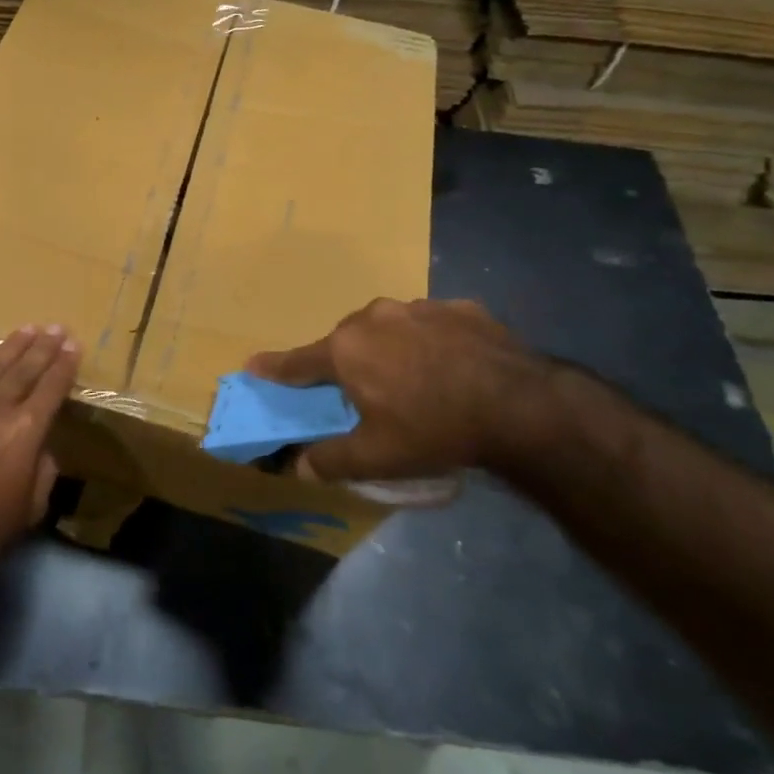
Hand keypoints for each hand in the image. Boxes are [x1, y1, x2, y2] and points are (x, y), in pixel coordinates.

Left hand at [0, 324, 80, 580]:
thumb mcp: (34, 502)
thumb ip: (43, 464)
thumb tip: (39, 442)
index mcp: (25, 430)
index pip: (52, 386)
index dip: (65, 364)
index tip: (73, 345)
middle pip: (24, 367)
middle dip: (43, 346)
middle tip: (55, 328)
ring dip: (11, 344)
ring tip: (27, 329)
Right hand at [246, 298, 554, 481]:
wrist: (520, 406)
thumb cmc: (433, 429)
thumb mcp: (376, 457)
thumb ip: (330, 460)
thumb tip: (299, 467)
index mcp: (346, 349)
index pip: (298, 362)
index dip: (274, 368)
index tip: (253, 365)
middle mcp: (374, 317)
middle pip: (347, 341)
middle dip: (347, 363)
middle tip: (363, 393)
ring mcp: (420, 307)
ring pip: (390, 328)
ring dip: (391, 349)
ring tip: (415, 380)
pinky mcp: (460, 308)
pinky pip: (432, 325)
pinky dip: (432, 342)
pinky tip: (454, 368)